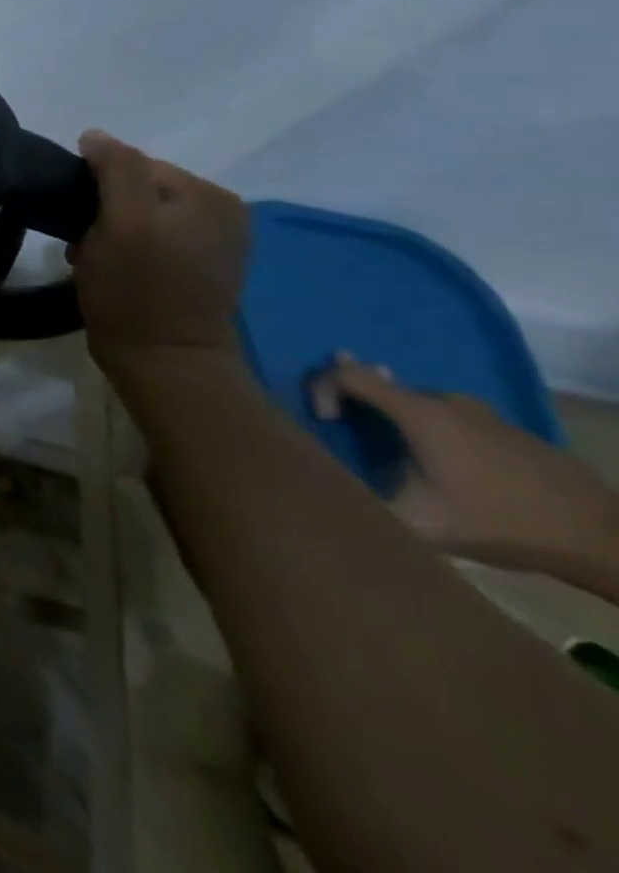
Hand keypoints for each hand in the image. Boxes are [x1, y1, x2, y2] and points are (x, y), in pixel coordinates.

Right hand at [71, 130, 250, 372]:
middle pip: (139, 191)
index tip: (81, 223)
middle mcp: (222, 213)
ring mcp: (215, 244)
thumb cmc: (137, 291)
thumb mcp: (122, 221)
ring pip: (140, 217)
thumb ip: (115, 169)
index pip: (136, 166)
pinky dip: (127, 251)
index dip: (98, 189)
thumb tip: (95, 136)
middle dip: (105, 212)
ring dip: (110, 234)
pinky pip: (152, 242)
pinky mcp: (200, 272)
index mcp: (210, 194)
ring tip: (95, 262)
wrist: (165, 365)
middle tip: (86, 246)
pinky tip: (115, 273)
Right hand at [313, 355, 618, 574]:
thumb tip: (324, 488)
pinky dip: (432, 430)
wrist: (603, 538)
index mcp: (418, 413)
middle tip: (345, 426)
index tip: (327, 421)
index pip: (348, 373)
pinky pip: (452, 418)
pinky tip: (443, 464)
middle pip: (382, 384)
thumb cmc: (498, 522)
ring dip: (395, 416)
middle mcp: (446, 402)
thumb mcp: (419, 522)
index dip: (322, 387)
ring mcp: (483, 414)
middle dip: (356, 400)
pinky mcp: (509, 431)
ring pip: (419, 402)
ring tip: (391, 448)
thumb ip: (364, 499)